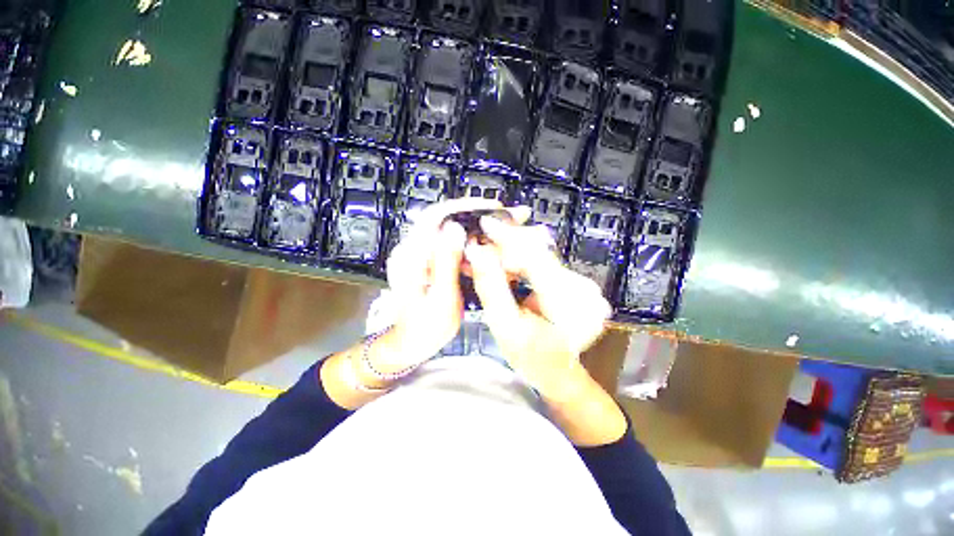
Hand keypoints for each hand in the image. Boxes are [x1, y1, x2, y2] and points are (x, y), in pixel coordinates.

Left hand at [381, 198, 511, 369]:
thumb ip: (447, 263)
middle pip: (444, 217)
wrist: (409, 342)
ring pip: (448, 227)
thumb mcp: (441, 299)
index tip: (493, 207)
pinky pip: (448, 240)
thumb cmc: (425, 328)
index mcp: (410, 256)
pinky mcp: (426, 258)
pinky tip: (485, 238)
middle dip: (475, 212)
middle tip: (505, 214)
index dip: (466, 208)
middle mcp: (411, 248)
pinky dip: (469, 236)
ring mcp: (418, 253)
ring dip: (474, 223)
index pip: (436, 217)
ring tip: (501, 224)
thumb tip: (455, 228)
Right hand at [463, 216, 611, 398]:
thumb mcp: (505, 326)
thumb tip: (477, 250)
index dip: (509, 238)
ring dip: (511, 251)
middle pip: (539, 253)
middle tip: (480, 242)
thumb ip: (491, 287)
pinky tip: (504, 262)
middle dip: (506, 245)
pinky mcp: (576, 281)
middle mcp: (584, 289)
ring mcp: (583, 284)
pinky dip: (522, 260)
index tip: (485, 223)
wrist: (556, 371)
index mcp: (570, 306)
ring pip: (540, 254)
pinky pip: (544, 262)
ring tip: (488, 253)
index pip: (537, 258)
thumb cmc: (530, 356)